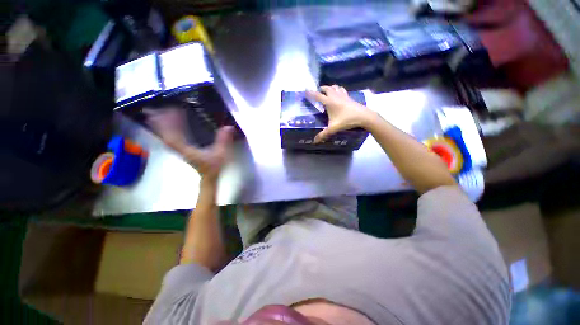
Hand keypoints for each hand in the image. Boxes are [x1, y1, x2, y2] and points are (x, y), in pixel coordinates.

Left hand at [145, 107, 233, 180]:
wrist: (209, 177)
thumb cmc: (214, 166)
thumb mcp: (221, 153)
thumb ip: (224, 141)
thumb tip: (228, 127)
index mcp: (187, 150)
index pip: (173, 136)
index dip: (171, 124)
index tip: (172, 111)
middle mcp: (180, 149)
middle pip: (166, 134)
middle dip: (164, 121)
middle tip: (164, 107)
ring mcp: (180, 149)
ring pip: (168, 136)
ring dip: (165, 124)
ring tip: (164, 112)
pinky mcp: (182, 149)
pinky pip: (173, 137)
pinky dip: (171, 130)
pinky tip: (174, 123)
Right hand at [307, 85, 374, 143]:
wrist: (363, 116)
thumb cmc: (347, 120)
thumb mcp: (333, 128)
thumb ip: (323, 134)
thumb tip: (314, 141)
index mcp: (329, 102)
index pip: (317, 96)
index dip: (310, 93)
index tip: (305, 90)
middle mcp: (335, 96)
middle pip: (326, 88)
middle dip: (321, 89)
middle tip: (318, 91)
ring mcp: (343, 95)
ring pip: (335, 87)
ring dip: (330, 87)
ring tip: (327, 91)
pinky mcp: (349, 97)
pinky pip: (341, 90)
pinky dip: (338, 89)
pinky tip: (339, 93)